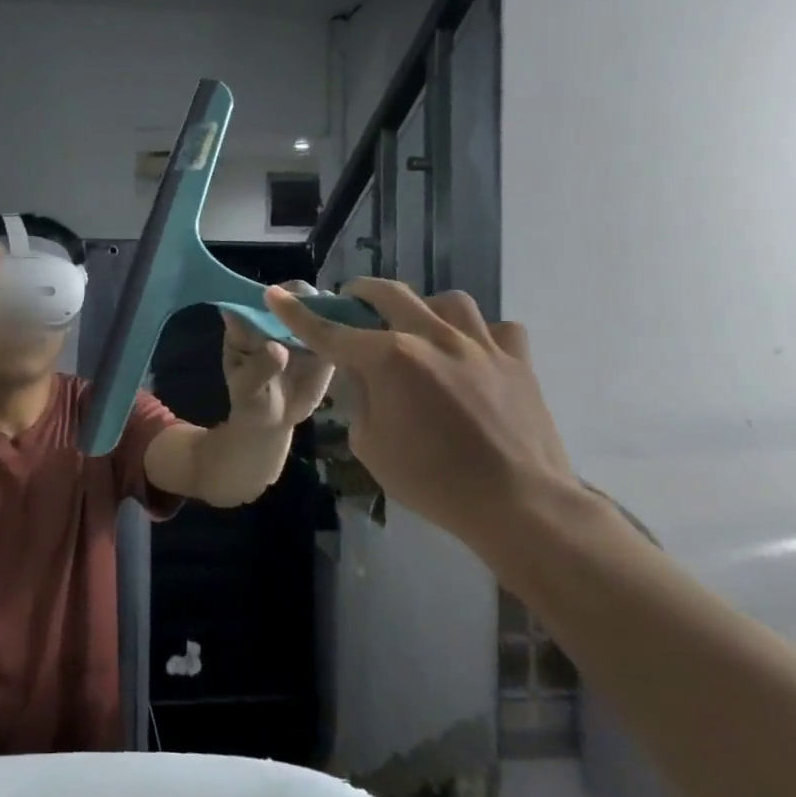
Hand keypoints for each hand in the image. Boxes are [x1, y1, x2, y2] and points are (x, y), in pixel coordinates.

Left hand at [220, 282, 336, 431]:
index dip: (273, 295)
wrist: (274, 420)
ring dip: (332, 307)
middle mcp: (276, 316)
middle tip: (321, 313)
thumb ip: (258, 369)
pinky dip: (349, 325)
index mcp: (248, 322)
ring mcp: (301, 326)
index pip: (258, 296)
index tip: (288, 303)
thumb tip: (277, 348)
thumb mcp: (246, 389)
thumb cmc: (251, 401)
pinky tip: (362, 334)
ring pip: (319, 305)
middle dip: (307, 298)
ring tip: (343, 323)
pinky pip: (338, 327)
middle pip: (293, 293)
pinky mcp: (325, 340)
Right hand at [264, 280, 579, 551]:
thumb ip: (359, 400)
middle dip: (361, 292)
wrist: (519, 504)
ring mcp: (481, 344)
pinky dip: (477, 334)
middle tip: (351, 301)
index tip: (276, 295)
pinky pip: (496, 328)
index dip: (298, 314)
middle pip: (390, 295)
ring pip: (448, 301)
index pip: (331, 331)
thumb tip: (361, 376)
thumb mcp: (371, 445)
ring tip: (418, 327)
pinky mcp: (517, 360)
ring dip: (423, 308)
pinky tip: (470, 354)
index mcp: (390, 359)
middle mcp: (434, 338)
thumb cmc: (433, 482)